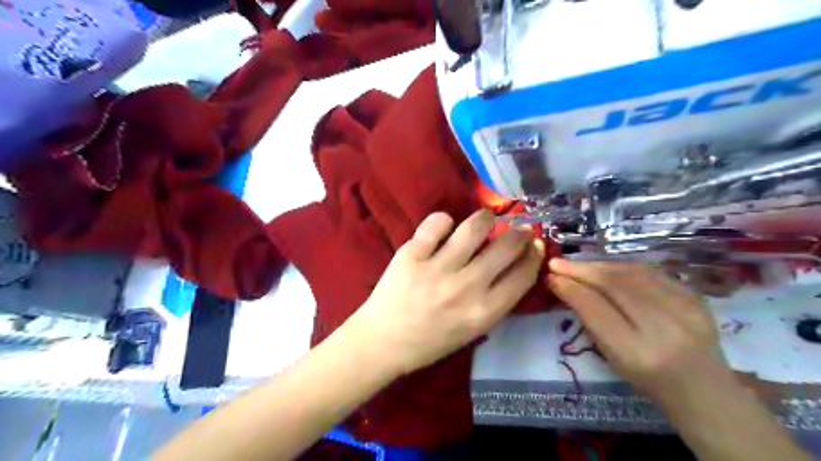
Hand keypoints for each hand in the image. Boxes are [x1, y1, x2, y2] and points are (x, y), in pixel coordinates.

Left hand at [345, 211, 543, 376]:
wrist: (382, 342)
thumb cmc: (430, 342)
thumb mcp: (472, 331)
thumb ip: (494, 302)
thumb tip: (512, 266)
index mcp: (483, 312)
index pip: (523, 275)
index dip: (534, 255)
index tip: (534, 244)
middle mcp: (466, 288)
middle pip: (506, 247)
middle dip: (519, 233)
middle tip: (517, 229)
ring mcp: (437, 268)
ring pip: (473, 227)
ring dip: (485, 218)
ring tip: (485, 220)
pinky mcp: (411, 255)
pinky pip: (436, 223)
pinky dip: (444, 220)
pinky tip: (445, 227)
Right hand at [547, 261, 726, 401]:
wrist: (705, 390)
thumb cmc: (648, 381)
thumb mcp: (611, 357)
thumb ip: (589, 319)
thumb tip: (563, 285)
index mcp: (637, 353)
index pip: (596, 309)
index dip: (571, 288)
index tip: (551, 277)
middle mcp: (664, 328)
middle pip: (614, 285)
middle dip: (581, 270)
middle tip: (557, 263)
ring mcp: (685, 310)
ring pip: (632, 273)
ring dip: (599, 265)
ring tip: (578, 264)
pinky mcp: (696, 297)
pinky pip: (651, 273)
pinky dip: (622, 267)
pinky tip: (607, 267)